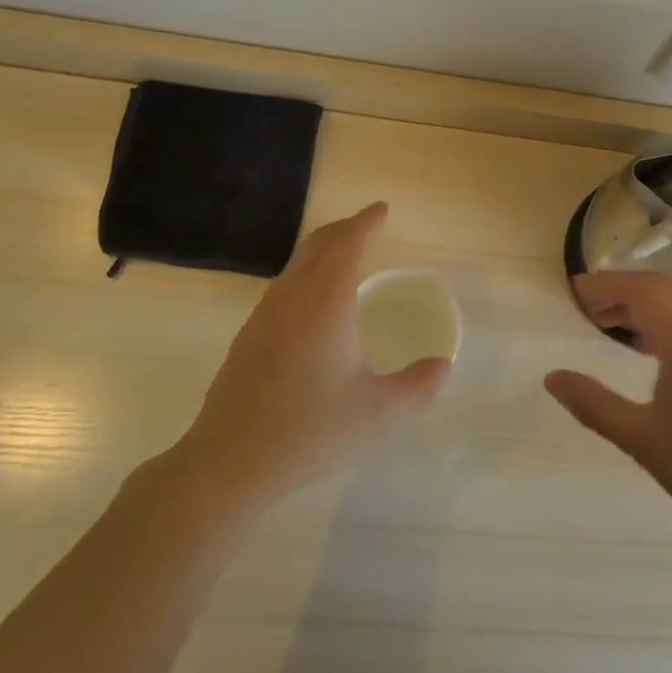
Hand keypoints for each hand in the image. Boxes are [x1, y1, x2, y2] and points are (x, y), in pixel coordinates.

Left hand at [176, 203, 449, 507]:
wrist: (228, 462)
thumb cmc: (309, 431)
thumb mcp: (378, 414)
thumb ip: (418, 387)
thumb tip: (443, 366)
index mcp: (325, 304)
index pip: (347, 245)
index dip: (366, 223)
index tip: (382, 210)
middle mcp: (292, 299)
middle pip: (317, 245)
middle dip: (344, 229)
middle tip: (367, 226)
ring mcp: (263, 317)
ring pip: (295, 265)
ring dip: (322, 250)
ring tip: (343, 257)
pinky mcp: (248, 338)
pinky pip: (282, 286)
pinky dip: (305, 274)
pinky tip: (312, 303)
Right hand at [545, 272, 671, 543]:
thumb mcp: (641, 438)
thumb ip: (593, 403)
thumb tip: (552, 378)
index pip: (641, 291)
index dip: (606, 285)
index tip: (575, 290)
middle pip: (661, 291)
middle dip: (622, 291)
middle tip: (588, 306)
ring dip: (645, 305)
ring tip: (610, 323)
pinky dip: (666, 320)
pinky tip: (650, 347)